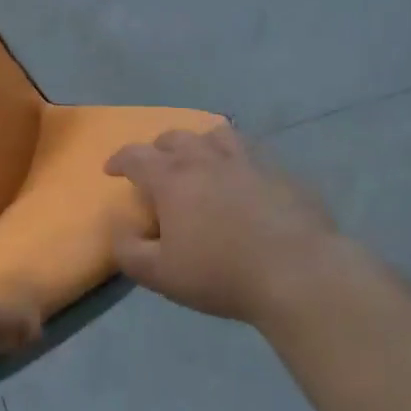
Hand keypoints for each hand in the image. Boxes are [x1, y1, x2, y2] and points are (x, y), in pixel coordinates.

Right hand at [106, 125, 343, 323]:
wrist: (299, 273)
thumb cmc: (222, 274)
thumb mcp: (161, 275)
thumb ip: (128, 251)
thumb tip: (118, 228)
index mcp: (172, 179)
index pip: (136, 156)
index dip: (119, 160)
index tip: (111, 169)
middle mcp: (206, 159)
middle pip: (175, 138)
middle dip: (159, 148)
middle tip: (157, 166)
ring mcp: (247, 161)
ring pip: (216, 135)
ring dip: (200, 143)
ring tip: (201, 159)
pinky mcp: (281, 172)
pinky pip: (252, 153)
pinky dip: (238, 159)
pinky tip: (244, 177)